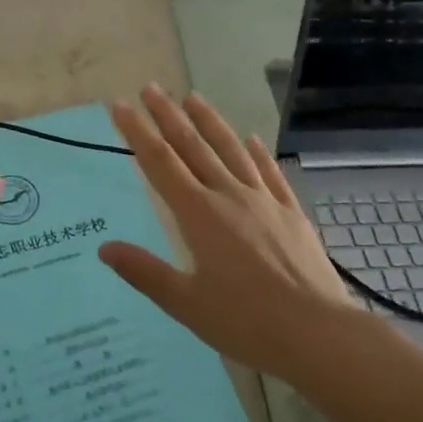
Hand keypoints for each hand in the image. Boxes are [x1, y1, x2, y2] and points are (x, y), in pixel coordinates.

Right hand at [98, 84, 356, 381]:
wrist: (317, 332)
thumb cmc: (246, 322)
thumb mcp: (186, 304)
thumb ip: (145, 272)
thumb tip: (105, 248)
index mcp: (199, 214)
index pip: (160, 163)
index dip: (137, 132)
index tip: (120, 106)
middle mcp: (229, 196)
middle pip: (193, 146)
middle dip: (168, 115)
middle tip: (150, 88)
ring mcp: (264, 200)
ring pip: (231, 150)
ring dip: (210, 122)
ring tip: (193, 98)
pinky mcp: (291, 212)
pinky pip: (270, 173)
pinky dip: (258, 153)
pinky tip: (251, 139)